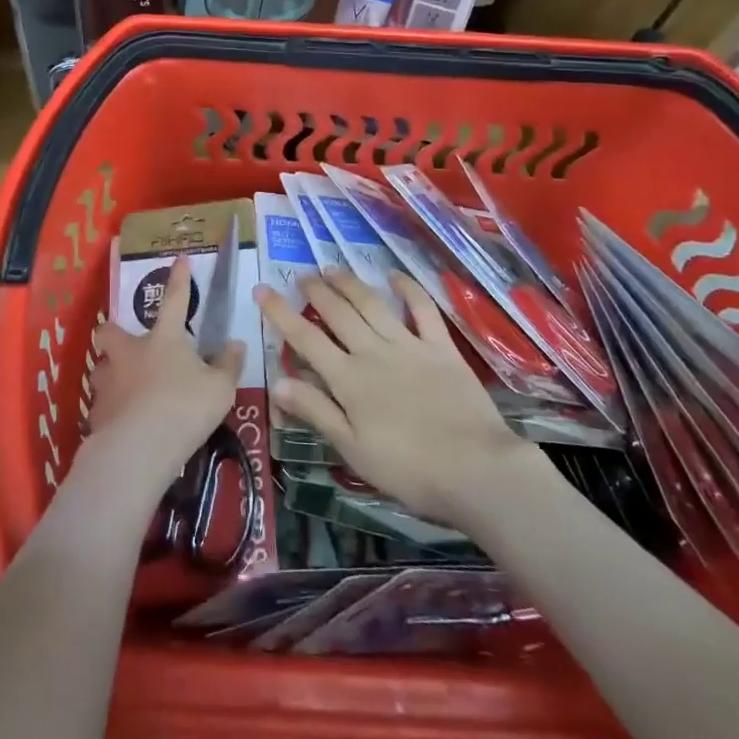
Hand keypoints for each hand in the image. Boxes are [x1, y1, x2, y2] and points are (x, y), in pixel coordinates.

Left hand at [88, 254, 245, 484]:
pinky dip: (110, 411)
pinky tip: (121, 424)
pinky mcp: (96, 413)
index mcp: (164, 339)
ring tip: (123, 389)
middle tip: (125, 345)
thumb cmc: (185, 408)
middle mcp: (130, 352)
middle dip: (113, 333)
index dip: (180, 279)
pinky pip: (101, 405)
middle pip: (111, 332)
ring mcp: (109, 381)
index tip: (180, 259)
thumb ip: (228, 365)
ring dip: (110, 374)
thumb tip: (236, 344)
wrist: (139, 448)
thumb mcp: (220, 389)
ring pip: (101, 369)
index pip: (176, 300)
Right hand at [257, 268, 541, 526]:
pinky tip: (395, 276)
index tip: (262, 289)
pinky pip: (422, 310)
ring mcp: (409, 345)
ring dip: (350, 283)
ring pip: (372, 304)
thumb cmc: (408, 469)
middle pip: (338, 313)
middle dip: (316, 291)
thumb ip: (316, 411)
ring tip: (333, 268)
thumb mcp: (352, 449)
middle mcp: (373, 352)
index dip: (281, 313)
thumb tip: (277, 382)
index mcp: (348, 379)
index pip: (305, 338)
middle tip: (302, 275)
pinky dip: (408, 289)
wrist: (476, 469)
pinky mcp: (441, 348)